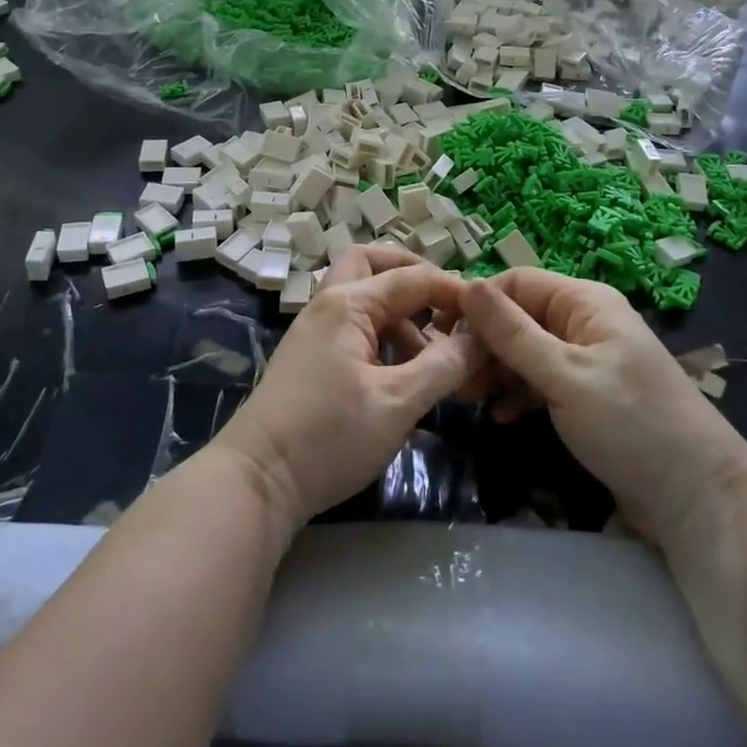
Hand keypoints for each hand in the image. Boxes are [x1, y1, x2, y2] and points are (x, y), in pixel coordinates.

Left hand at [215, 245, 486, 530]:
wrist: (256, 481)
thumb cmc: (328, 437)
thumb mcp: (397, 403)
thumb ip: (444, 366)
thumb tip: (480, 339)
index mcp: (347, 303)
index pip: (412, 277)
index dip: (454, 291)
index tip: (490, 316)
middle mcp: (328, 305)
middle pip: (373, 265)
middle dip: (413, 277)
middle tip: (447, 305)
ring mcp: (316, 331)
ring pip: (364, 298)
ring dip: (401, 313)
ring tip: (435, 355)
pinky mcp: (312, 358)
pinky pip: (355, 328)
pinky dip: (384, 337)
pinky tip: (406, 374)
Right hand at [459, 269, 746, 539]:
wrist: (698, 497)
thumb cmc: (631, 425)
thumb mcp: (565, 377)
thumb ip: (513, 333)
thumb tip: (466, 284)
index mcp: (584, 302)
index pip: (516, 283)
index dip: (477, 304)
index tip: (442, 336)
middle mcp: (583, 322)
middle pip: (518, 317)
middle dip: (484, 343)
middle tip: (454, 378)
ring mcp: (586, 358)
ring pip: (525, 350)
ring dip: (497, 370)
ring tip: (469, 399)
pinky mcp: (586, 393)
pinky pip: (540, 379)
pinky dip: (518, 392)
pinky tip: (502, 416)